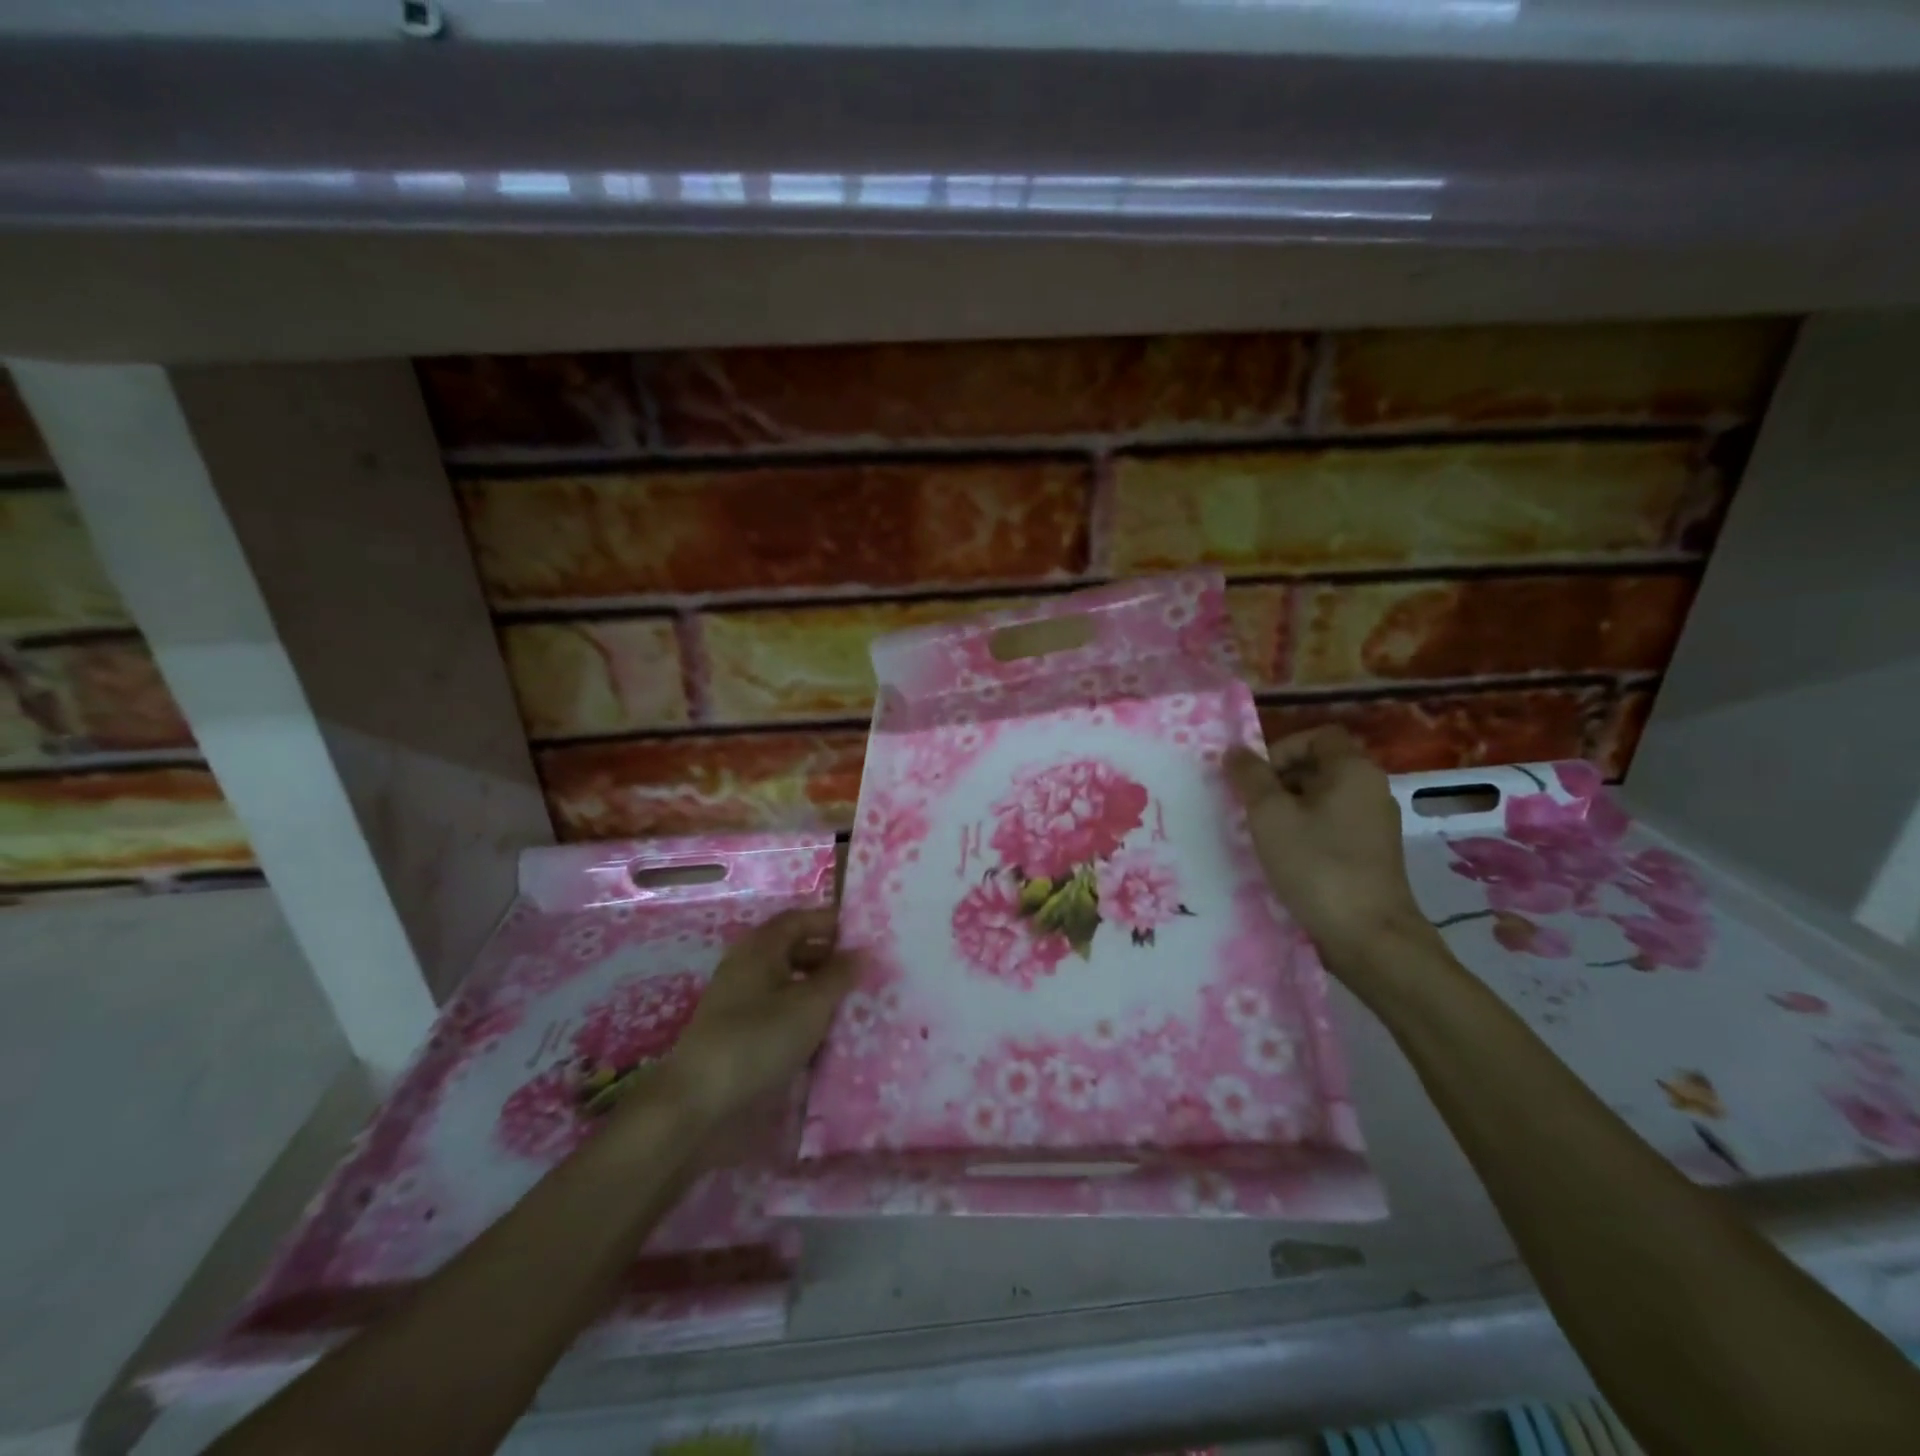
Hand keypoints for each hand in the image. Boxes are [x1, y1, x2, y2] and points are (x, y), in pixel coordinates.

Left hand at [660, 909, 861, 1121]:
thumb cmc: (759, 1039)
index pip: (799, 919)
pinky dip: (800, 1011)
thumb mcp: (811, 1005)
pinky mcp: (736, 1031)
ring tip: (848, 1002)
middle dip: (827, 956)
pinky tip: (821, 1032)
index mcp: (760, 947)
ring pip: (785, 981)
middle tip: (861, 972)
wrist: (699, 1101)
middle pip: (792, 948)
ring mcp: (738, 999)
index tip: (863, 936)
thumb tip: (863, 950)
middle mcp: (746, 965)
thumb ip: (840, 975)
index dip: (830, 923)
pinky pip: (776, 1008)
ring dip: (815, 987)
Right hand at [1225, 727, 1432, 974]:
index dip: (1281, 749)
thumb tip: (1236, 751)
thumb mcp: (1270, 816)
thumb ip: (1250, 777)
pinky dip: (1306, 832)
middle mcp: (1371, 790)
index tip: (1255, 779)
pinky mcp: (1372, 854)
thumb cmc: (1316, 865)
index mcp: (1353, 770)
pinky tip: (1285, 858)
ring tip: (1261, 835)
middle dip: (1280, 781)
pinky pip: (1332, 826)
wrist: (1369, 936)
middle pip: (1320, 766)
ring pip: (1323, 799)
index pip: (1317, 736)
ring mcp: (1375, 824)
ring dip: (1289, 809)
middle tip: (1250, 808)